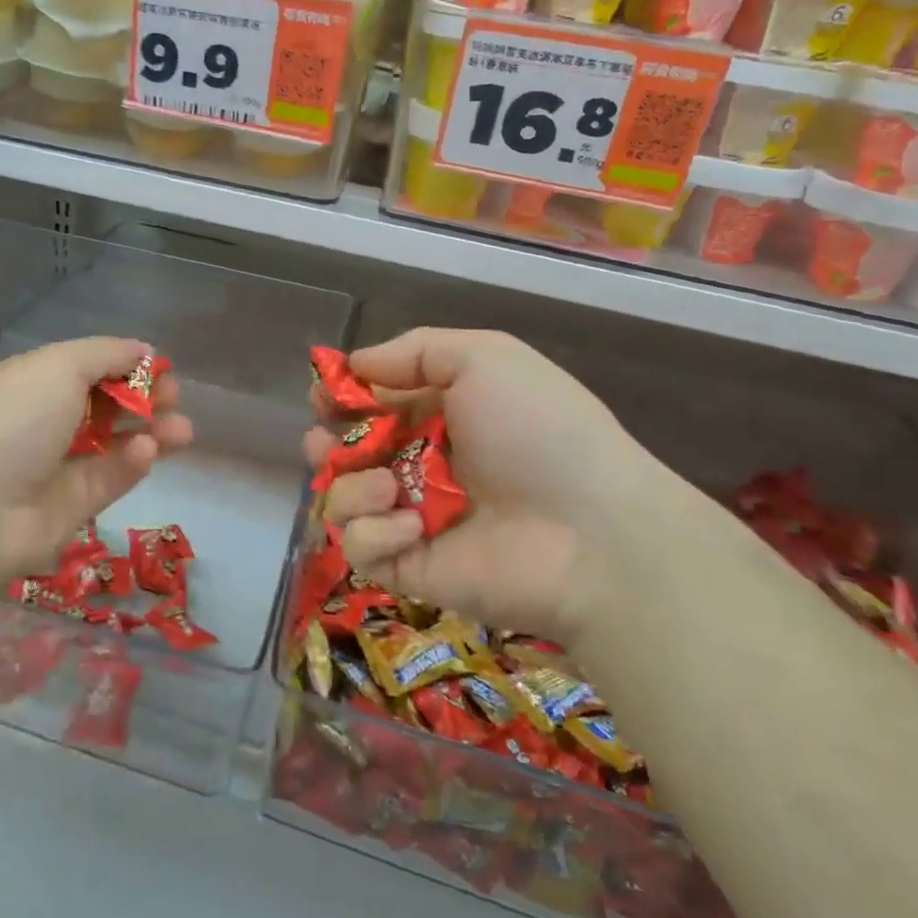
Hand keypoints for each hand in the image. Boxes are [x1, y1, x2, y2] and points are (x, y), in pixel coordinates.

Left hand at [0, 337, 192, 585]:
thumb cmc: (15, 421)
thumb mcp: (58, 367)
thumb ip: (106, 354)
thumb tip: (142, 350)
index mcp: (33, 381)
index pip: (88, 366)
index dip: (126, 364)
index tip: (159, 367)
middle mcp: (45, 419)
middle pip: (107, 402)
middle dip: (145, 396)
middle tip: (174, 398)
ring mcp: (59, 463)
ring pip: (116, 441)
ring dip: (152, 430)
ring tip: (182, 430)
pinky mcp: (74, 503)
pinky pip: (111, 476)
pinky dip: (132, 462)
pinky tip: (147, 451)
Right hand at [305, 328, 677, 641]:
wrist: (592, 533)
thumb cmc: (538, 430)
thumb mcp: (485, 357)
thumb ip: (415, 350)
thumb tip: (356, 364)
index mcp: (440, 415)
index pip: (373, 404)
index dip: (342, 396)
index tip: (325, 394)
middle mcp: (421, 465)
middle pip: (347, 453)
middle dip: (326, 443)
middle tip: (325, 443)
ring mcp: (413, 518)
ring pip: (343, 498)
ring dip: (351, 486)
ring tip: (386, 487)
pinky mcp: (409, 567)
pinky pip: (361, 546)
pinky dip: (374, 532)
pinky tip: (411, 526)